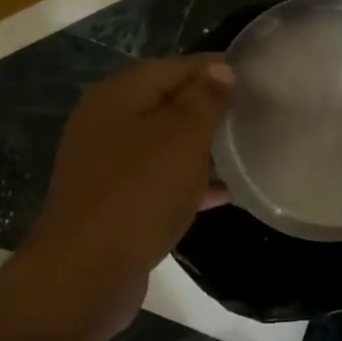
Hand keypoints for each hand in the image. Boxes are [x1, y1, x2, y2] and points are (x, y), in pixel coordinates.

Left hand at [21, 55, 233, 330]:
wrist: (85, 274)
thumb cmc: (140, 192)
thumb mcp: (182, 136)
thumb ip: (204, 98)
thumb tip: (220, 69)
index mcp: (119, 94)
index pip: (175, 66)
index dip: (215, 68)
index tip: (256, 76)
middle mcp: (107, 121)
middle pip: (168, 102)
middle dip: (210, 107)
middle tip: (254, 113)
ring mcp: (106, 164)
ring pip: (165, 143)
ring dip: (202, 146)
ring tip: (246, 149)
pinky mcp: (113, 201)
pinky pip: (158, 179)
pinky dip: (188, 180)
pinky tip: (224, 192)